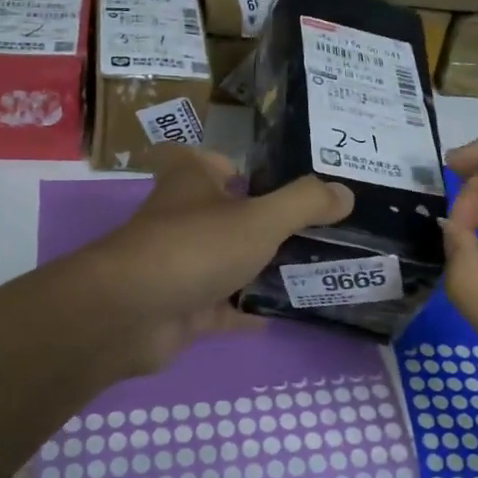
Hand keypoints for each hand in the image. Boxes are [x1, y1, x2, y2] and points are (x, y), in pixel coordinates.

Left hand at [74, 147, 354, 376]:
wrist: (131, 314)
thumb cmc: (195, 247)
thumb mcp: (260, 218)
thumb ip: (305, 203)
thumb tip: (346, 191)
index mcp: (192, 181)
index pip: (213, 161)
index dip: (240, 166)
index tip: (281, 181)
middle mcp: (181, 218)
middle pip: (225, 214)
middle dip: (263, 221)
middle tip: (317, 229)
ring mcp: (179, 265)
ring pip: (225, 261)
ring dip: (258, 267)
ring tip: (311, 269)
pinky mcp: (180, 307)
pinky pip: (221, 307)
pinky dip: (246, 311)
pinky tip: (282, 316)